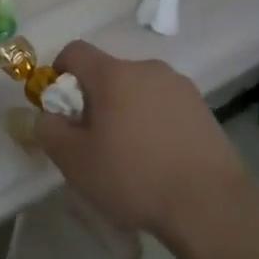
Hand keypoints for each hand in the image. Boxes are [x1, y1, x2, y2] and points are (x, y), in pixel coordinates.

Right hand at [34, 41, 246, 239]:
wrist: (210, 206)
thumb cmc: (134, 177)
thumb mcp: (74, 160)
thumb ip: (49, 130)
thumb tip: (49, 116)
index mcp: (113, 74)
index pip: (75, 51)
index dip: (59, 72)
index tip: (60, 107)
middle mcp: (148, 69)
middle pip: (108, 73)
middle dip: (94, 98)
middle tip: (93, 139)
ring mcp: (180, 87)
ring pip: (138, 90)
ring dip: (126, 110)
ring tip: (130, 153)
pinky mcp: (203, 109)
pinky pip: (164, 105)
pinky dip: (154, 122)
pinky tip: (158, 159)